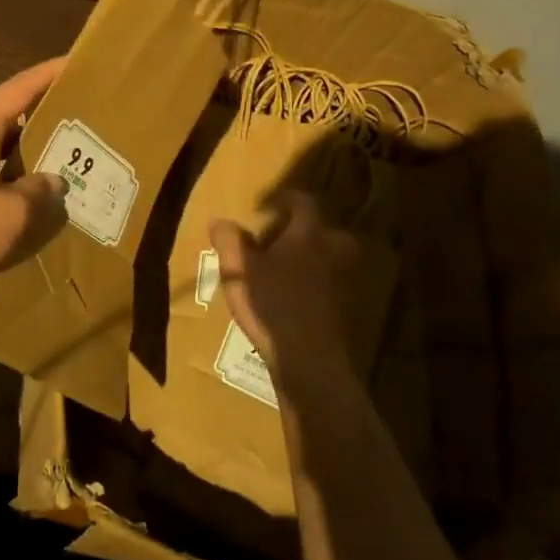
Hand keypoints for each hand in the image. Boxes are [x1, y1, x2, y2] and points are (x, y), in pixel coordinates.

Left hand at [0, 57, 67, 303]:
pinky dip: (5, 170)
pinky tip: (22, 192)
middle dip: (42, 113)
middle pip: (6, 113)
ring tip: (59, 155)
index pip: (20, 87)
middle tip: (79, 116)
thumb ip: (38, 193)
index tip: (76, 62)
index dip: (50, 73)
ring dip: (23, 147)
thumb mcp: (11, 216)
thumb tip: (52, 180)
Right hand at [210, 190, 368, 394]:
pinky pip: (327, 288)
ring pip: (330, 261)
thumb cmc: (272, 306)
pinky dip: (313, 287)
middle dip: (309, 231)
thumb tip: (220, 221)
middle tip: (284, 237)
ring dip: (312, 259)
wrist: (308, 361)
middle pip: (327, 232)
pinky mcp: (339, 312)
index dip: (287, 199)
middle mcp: (328, 255)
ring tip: (285, 269)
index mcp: (306, 237)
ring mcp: (338, 285)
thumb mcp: (239, 271)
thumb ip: (229, 242)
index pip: (304, 204)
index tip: (269, 203)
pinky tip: (291, 299)